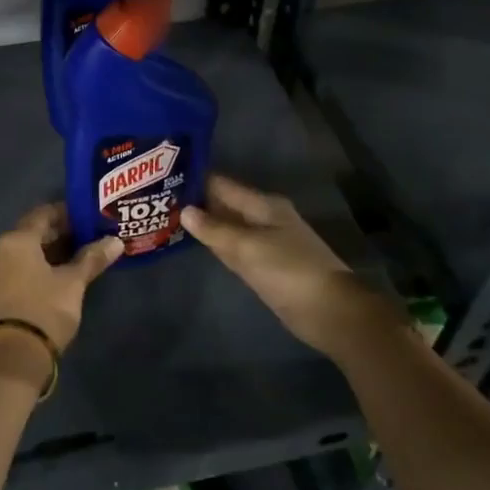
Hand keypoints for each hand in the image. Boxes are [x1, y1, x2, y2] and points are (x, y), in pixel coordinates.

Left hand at [0, 203, 123, 359]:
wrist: (14, 357)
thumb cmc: (45, 309)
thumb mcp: (73, 282)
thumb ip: (92, 258)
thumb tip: (116, 241)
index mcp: (17, 240)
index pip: (43, 214)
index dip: (66, 213)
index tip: (87, 217)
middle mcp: (0, 250)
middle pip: (33, 232)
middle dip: (59, 233)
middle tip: (87, 236)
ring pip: (25, 252)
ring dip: (49, 251)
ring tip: (77, 256)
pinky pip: (18, 268)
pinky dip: (37, 266)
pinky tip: (58, 276)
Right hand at [180, 174, 389, 357]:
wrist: (330, 311)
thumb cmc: (289, 271)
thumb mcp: (247, 248)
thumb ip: (215, 230)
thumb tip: (185, 210)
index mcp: (264, 205)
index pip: (223, 185)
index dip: (196, 181)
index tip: (164, 178)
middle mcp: (264, 218)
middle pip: (225, 205)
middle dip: (197, 203)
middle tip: (159, 200)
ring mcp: (266, 243)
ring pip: (229, 227)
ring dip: (206, 225)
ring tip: (169, 219)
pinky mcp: (266, 266)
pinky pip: (235, 249)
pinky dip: (218, 245)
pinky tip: (197, 245)